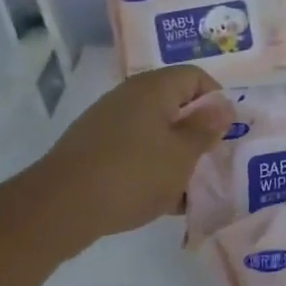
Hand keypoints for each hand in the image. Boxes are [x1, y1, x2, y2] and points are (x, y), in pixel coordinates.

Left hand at [20, 65, 234, 252]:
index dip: (217, 101)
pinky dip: (151, 168)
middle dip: (197, 133)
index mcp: (154, 88)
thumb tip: (224, 105)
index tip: (226, 133)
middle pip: (176, 105)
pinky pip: (135, 151)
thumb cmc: (133, 174)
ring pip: (156, 131)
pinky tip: (160, 199)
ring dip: (175, 154)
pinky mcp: (94, 149)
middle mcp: (130, 96)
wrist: (59, 208)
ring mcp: (108, 122)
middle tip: (211, 161)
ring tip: (188, 187)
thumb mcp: (182, 154)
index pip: (196, 77)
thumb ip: (207, 128)